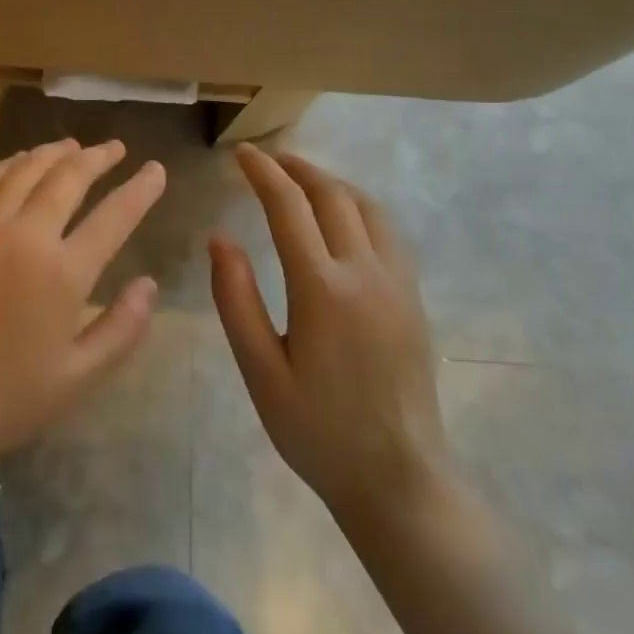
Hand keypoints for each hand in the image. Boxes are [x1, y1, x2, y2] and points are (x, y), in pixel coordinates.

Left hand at [0, 138, 165, 467]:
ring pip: (24, 170)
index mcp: (62, 271)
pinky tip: (18, 162)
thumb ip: (122, 328)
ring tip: (73, 146)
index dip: (140, 189)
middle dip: (98, 157)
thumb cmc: (6, 397)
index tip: (156, 170)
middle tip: (116, 148)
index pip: (114, 216)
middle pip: (67, 177)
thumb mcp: (79, 377)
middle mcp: (23, 234)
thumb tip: (149, 285)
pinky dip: (8, 165)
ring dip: (53, 153)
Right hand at [210, 144, 455, 532]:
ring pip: (367, 207)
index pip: (289, 207)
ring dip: (331, 183)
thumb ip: (236, 300)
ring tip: (301, 179)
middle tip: (267, 159)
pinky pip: (387, 231)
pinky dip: (358, 206)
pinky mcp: (413, 298)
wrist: (399, 480)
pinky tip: (342, 219)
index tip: (241, 154)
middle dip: (297, 168)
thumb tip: (220, 238)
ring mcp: (398, 283)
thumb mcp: (260, 371)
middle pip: (332, 195)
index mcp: (323, 289)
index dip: (263, 173)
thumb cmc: (317, 431)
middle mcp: (366, 273)